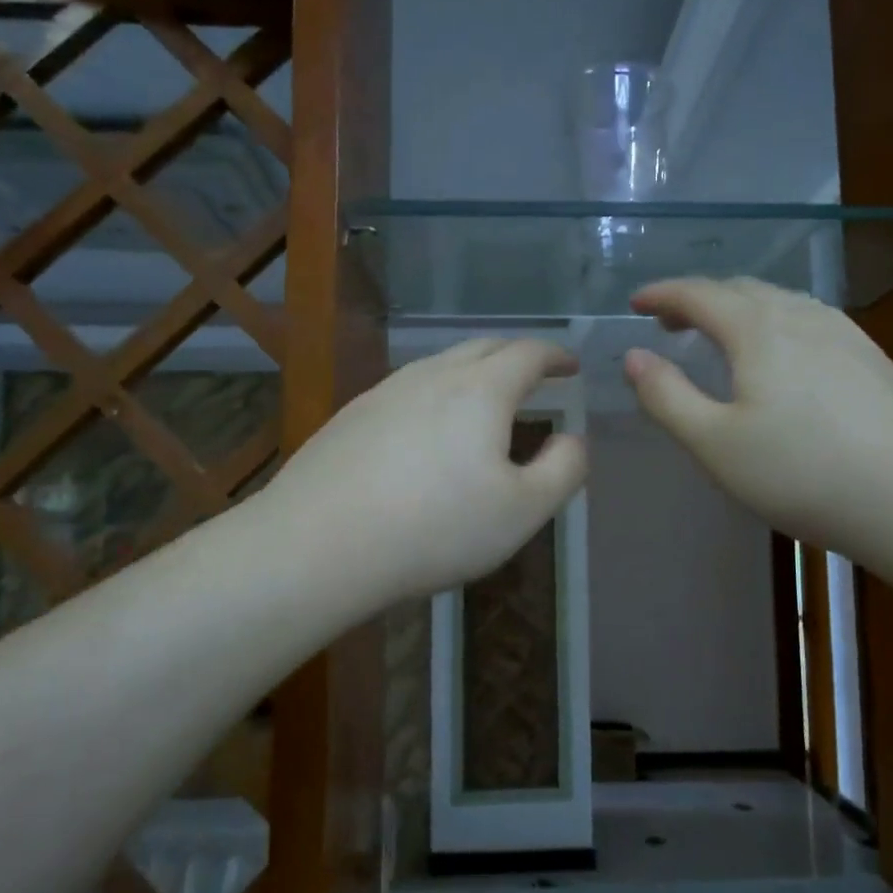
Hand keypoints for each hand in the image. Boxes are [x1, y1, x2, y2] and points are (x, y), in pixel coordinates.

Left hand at [266, 338, 587, 603]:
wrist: (321, 544)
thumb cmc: (437, 527)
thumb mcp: (523, 510)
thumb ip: (563, 469)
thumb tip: (572, 439)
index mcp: (481, 390)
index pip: (528, 353)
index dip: (555, 355)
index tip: (569, 365)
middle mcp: (432, 375)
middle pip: (483, 347)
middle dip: (515, 355)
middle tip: (533, 374)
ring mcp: (385, 392)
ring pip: (440, 365)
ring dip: (472, 372)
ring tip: (484, 399)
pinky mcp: (351, 416)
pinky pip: (407, 390)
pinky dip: (434, 395)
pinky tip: (426, 429)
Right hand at [624, 277, 892, 555]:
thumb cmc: (802, 473)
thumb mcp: (715, 444)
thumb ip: (667, 397)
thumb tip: (633, 357)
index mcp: (757, 329)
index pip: (698, 294)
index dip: (662, 294)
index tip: (636, 303)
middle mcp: (802, 316)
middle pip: (740, 290)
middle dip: (698, 299)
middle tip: (670, 323)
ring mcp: (845, 333)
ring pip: (780, 303)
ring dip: (739, 309)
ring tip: (720, 336)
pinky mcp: (873, 358)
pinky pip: (809, 321)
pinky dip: (775, 324)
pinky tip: (782, 357)